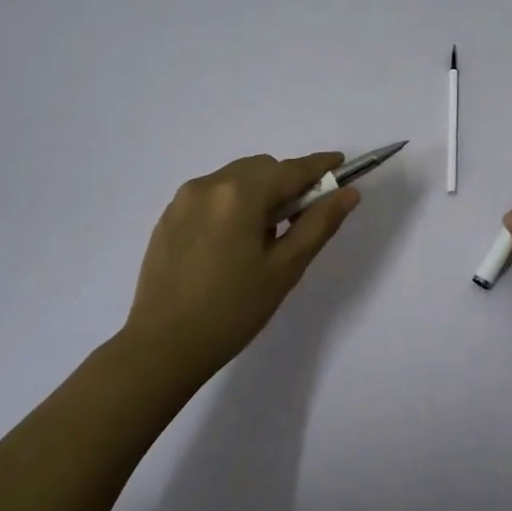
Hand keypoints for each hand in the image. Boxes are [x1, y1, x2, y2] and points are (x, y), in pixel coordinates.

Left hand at [125, 152, 359, 378]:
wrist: (163, 346)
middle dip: (287, 183)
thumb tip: (348, 193)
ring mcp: (183, 199)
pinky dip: (232, 203)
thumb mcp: (284, 269)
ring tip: (264, 236)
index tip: (341, 163)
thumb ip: (318, 224)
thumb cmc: (233, 310)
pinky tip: (233, 242)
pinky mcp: (168, 217)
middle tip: (301, 219)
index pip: (291, 169)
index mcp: (240, 194)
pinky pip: (211, 195)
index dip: (320, 166)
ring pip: (235, 178)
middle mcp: (209, 184)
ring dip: (258, 192)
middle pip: (261, 168)